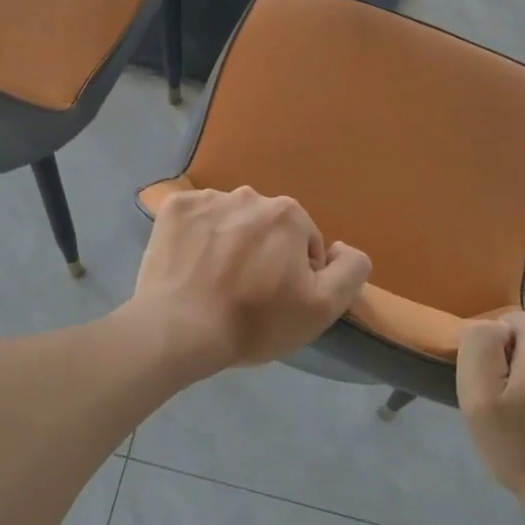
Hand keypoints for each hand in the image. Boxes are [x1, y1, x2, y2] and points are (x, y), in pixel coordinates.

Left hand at [131, 187, 371, 376]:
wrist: (178, 329)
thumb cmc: (254, 320)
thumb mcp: (323, 307)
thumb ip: (350, 270)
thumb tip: (342, 247)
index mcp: (289, 214)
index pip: (305, 244)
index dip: (297, 275)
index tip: (277, 301)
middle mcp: (250, 195)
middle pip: (268, 228)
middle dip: (264, 254)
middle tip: (246, 293)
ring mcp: (208, 199)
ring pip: (231, 221)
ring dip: (230, 243)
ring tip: (214, 281)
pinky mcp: (174, 209)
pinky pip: (196, 219)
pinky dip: (197, 237)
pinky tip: (190, 266)